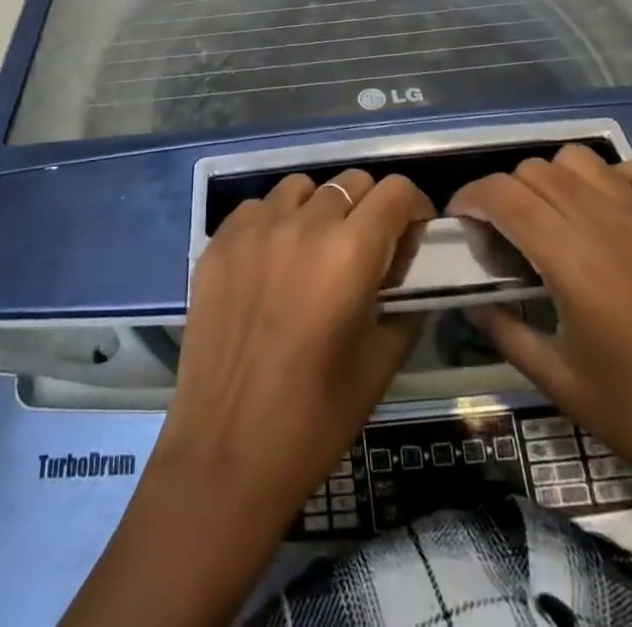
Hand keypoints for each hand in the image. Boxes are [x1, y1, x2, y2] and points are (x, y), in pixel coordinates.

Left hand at [63, 168, 433, 626]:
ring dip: (319, 207)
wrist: (228, 450)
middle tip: (367, 248)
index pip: (395, 191)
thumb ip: (405, 300)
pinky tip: (272, 260)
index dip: (413, 207)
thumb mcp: (381, 361)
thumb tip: (406, 264)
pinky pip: (257, 207)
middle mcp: (303, 224)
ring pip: (301, 187)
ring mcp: (255, 228)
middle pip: (351, 182)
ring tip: (316, 248)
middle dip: (370, 208)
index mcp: (350, 252)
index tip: (412, 232)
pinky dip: (274, 221)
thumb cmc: (316, 417)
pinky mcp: (218, 242)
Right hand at [452, 146, 631, 626]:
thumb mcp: (561, 383)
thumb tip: (472, 300)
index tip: (463, 226)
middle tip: (506, 239)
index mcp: (569, 254)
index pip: (500, 193)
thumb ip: (505, 332)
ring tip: (556, 223)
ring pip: (580, 159)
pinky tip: (615, 212)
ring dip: (554, 181)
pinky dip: (618, 178)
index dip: (470, 199)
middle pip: (534, 171)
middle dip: (506, 195)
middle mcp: (604, 217)